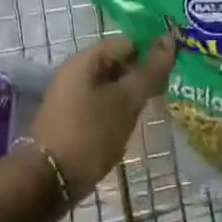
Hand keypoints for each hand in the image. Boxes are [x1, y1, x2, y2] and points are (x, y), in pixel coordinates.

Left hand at [28, 35, 174, 202]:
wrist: (48, 181)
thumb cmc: (90, 134)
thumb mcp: (126, 101)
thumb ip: (149, 71)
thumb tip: (169, 39)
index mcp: (85, 60)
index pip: (127, 42)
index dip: (151, 51)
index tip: (172, 70)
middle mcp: (75, 72)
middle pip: (117, 62)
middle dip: (142, 75)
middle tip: (165, 92)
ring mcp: (71, 97)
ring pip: (110, 86)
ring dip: (130, 95)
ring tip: (153, 109)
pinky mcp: (71, 119)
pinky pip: (100, 104)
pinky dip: (117, 110)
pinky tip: (130, 125)